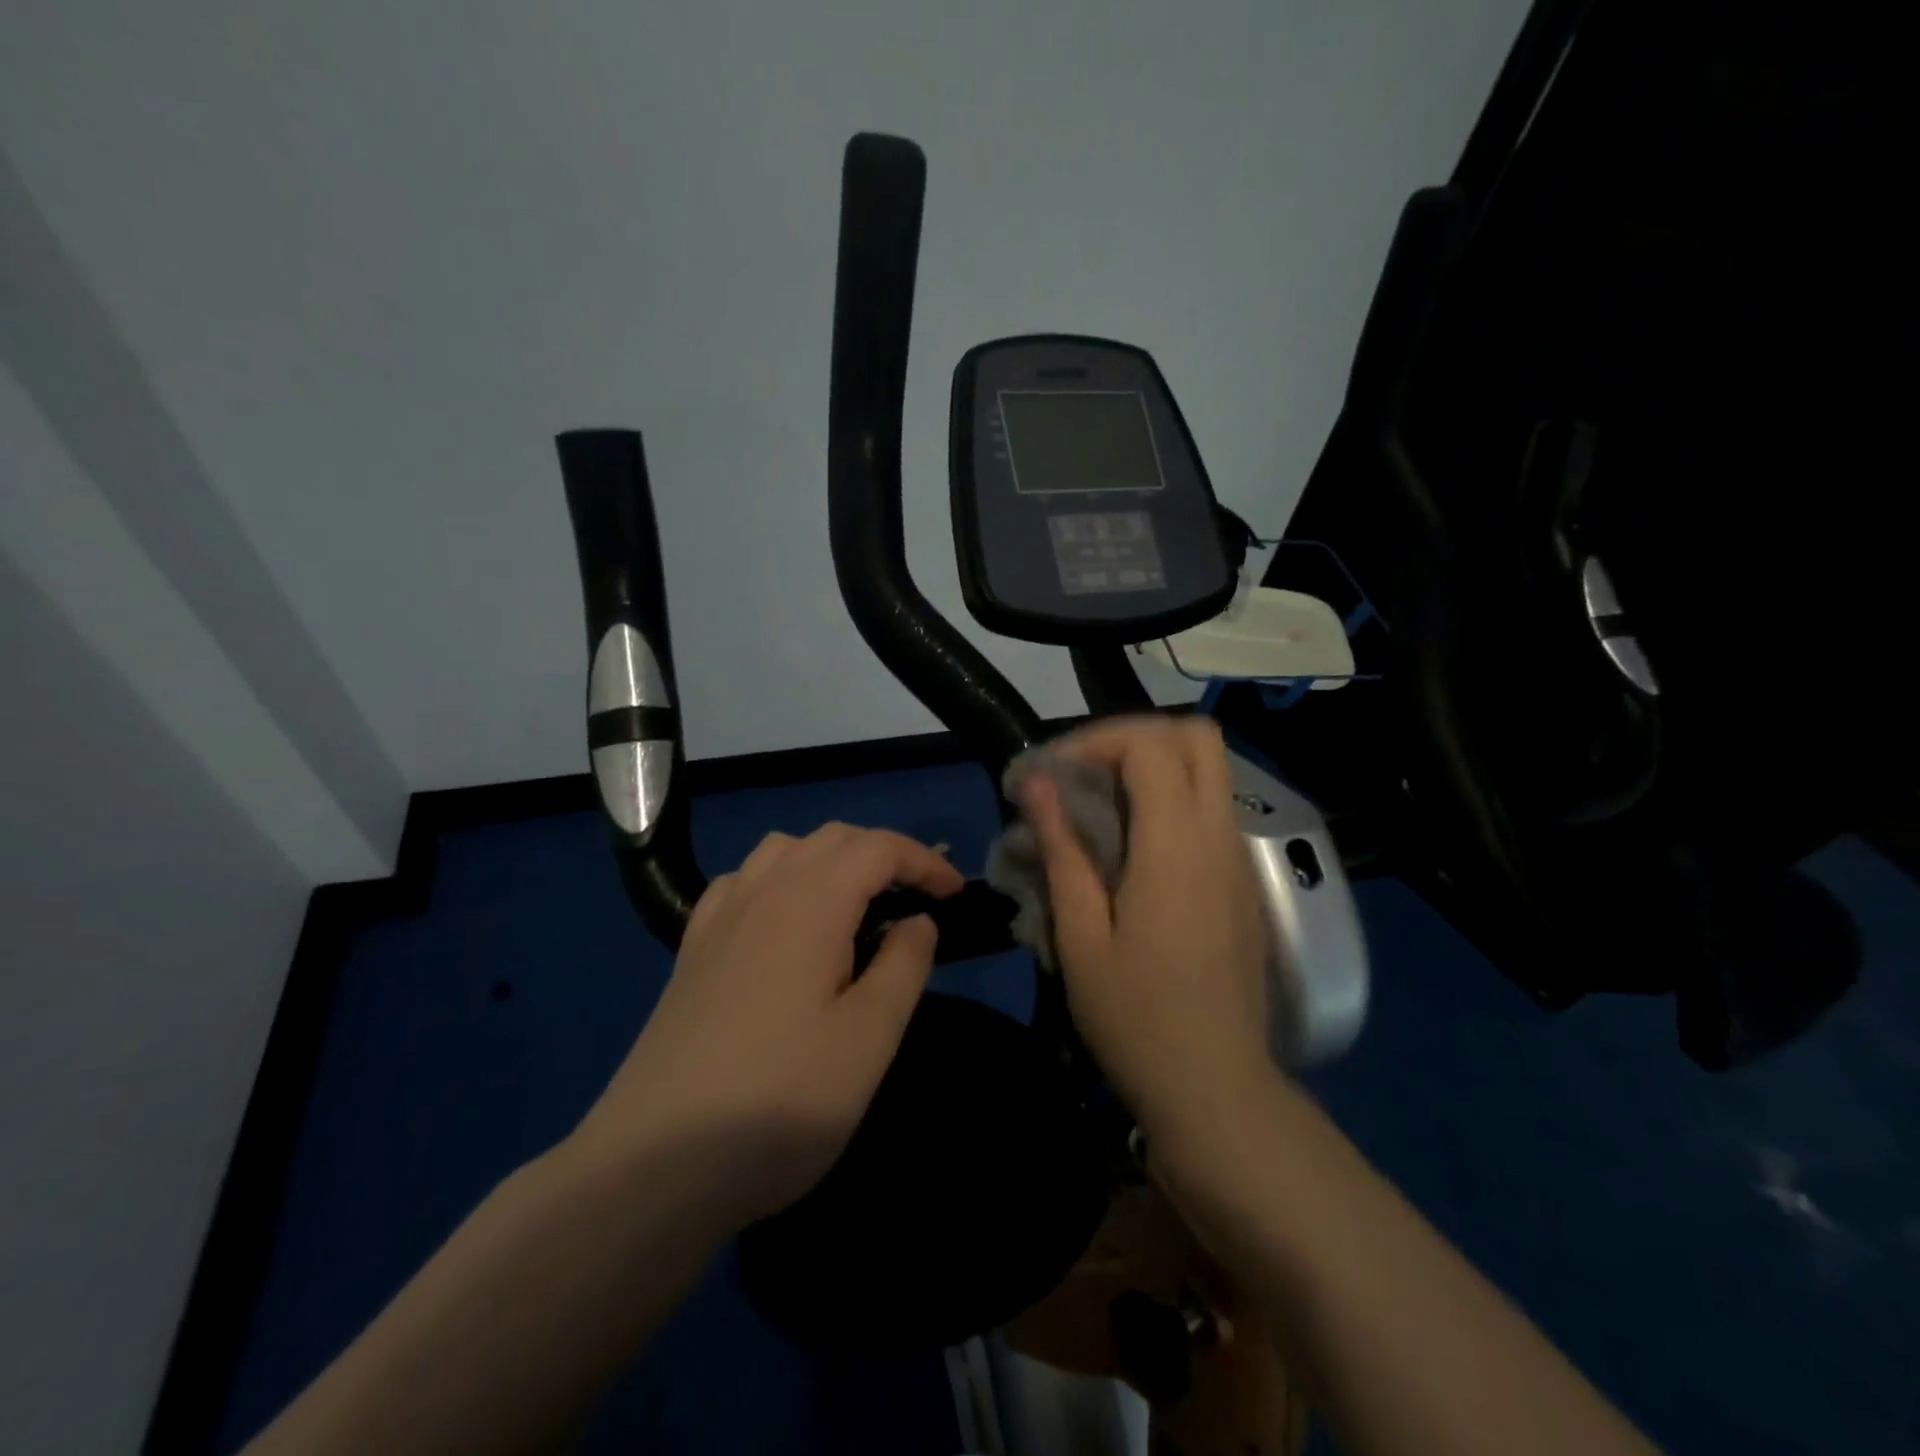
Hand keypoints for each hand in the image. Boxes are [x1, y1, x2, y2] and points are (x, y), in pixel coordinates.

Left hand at [570, 823, 961, 1226]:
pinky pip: (744, 881)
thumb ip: (904, 966)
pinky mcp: (692, 950)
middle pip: (832, 838)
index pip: (877, 848)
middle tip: (917, 899)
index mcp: (810, 902)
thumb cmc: (780, 1100)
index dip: (923, 861)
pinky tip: (786, 923)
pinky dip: (781, 879)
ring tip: (857, 906)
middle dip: (883, 855)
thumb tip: (919, 920)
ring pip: (784, 850)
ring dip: (831, 860)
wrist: (655, 1165)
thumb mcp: (868, 1039)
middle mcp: (762, 891)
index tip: (955, 895)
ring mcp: (719, 918)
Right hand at [1021, 716, 1273, 1135]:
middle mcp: (1218, 837)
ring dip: (1153, 765)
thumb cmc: (1136, 1018)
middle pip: (1197, 737)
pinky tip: (1130, 843)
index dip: (1096, 740)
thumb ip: (1062, 849)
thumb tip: (1037, 783)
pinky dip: (1171, 798)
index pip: (1150, 745)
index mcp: (1177, 846)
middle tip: (1084, 772)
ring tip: (1099, 803)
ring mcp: (1238, 858)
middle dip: (1135, 737)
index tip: (1053, 772)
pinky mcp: (1242, 881)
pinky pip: (1211, 808)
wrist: (1215, 1088)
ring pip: (1209, 770)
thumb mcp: (1081, 936)